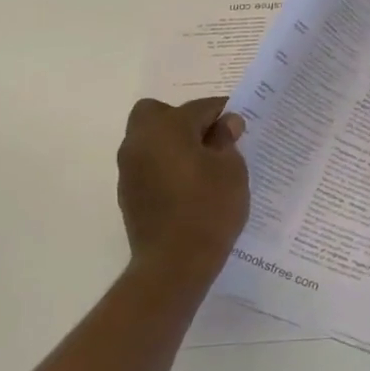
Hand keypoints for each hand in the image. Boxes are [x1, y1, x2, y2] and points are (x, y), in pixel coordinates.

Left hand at [117, 96, 249, 276]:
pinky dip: (165, 166)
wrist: (174, 263)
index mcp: (167, 127)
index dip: (225, 113)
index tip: (241, 124)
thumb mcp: (232, 171)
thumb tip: (225, 124)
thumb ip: (227, 141)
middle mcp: (140, 140)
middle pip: (159, 113)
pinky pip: (148, 165)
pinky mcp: (127, 192)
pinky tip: (187, 187)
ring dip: (173, 144)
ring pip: (150, 140)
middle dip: (185, 120)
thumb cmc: (209, 209)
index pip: (201, 108)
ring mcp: (129, 168)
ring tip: (202, 166)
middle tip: (210, 141)